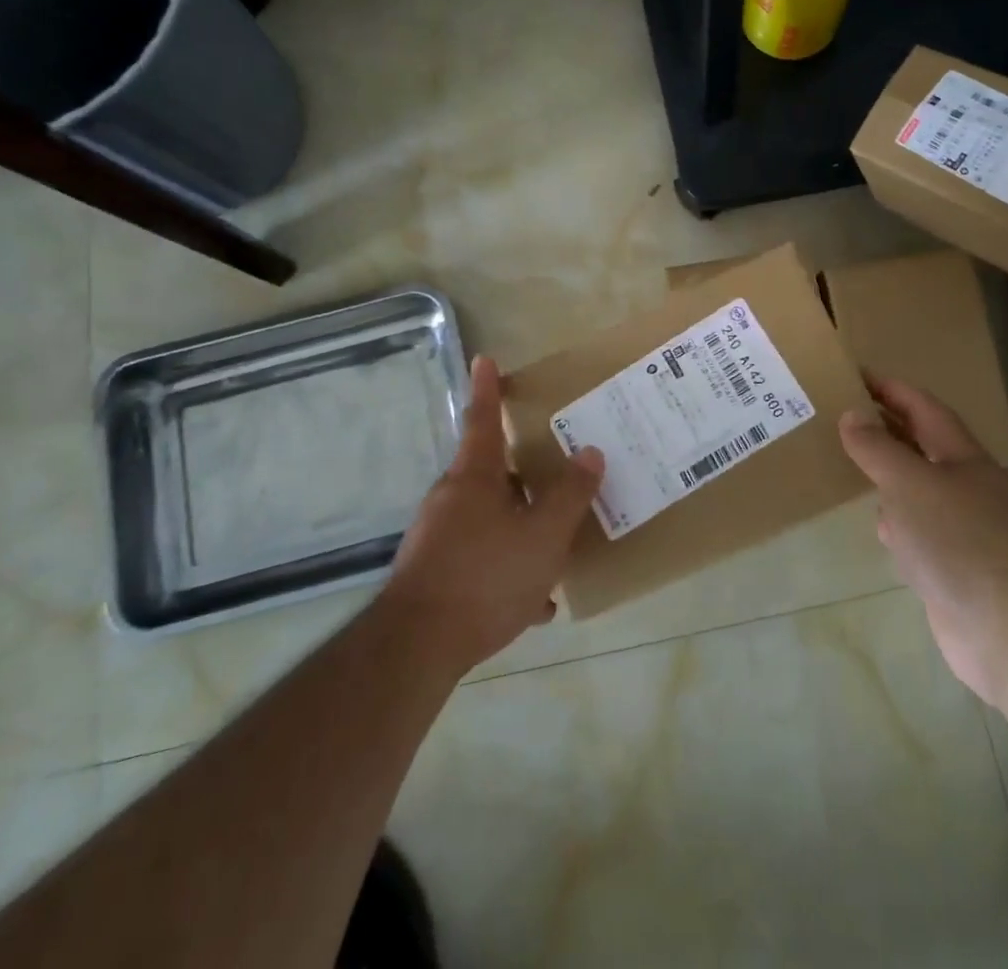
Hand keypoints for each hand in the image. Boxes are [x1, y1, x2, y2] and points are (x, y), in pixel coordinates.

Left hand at [380, 355, 603, 675]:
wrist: (417, 648)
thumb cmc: (486, 577)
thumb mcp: (543, 536)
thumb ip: (570, 494)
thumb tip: (591, 452)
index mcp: (475, 477)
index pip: (484, 419)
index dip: (488, 388)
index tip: (484, 358)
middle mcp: (451, 498)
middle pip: (492, 472)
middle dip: (524, 474)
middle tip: (557, 476)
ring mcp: (439, 536)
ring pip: (490, 518)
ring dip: (521, 528)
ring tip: (555, 550)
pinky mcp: (434, 572)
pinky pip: (480, 558)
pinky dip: (507, 568)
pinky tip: (533, 602)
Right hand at [840, 377, 1007, 703]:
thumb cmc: (960, 539)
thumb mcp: (909, 482)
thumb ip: (877, 448)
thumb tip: (852, 415)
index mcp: (960, 456)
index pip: (922, 407)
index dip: (891, 388)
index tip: (854, 374)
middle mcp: (964, 486)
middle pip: (921, 445)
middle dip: (886, 427)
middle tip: (840, 414)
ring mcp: (961, 529)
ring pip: (918, 488)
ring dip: (889, 474)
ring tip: (849, 463)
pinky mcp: (953, 568)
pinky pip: (918, 531)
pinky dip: (896, 522)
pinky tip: (879, 527)